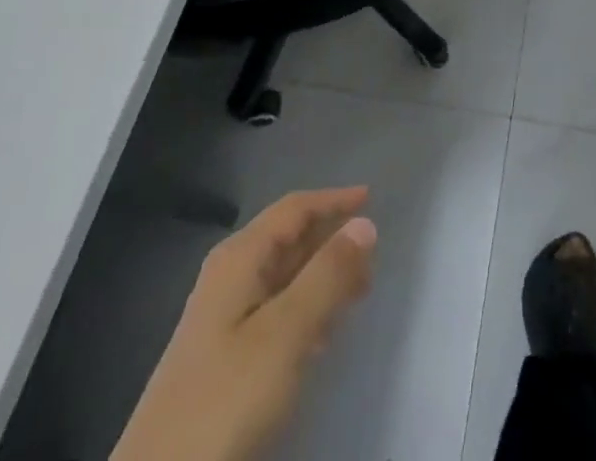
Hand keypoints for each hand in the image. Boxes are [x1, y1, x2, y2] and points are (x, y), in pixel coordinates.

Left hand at [112, 188, 377, 460]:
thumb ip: (327, 275)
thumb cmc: (227, 396)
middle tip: (372, 254)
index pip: (293, 209)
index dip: (333, 200)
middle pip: (288, 240)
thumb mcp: (285, 332)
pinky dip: (305, 310)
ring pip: (283, 278)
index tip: (371, 198)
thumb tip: (364, 224)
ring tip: (359, 290)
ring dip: (321, 276)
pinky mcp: (224, 358)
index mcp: (239, 258)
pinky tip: (323, 335)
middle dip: (330, 240)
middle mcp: (230, 277)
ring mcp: (223, 319)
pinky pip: (275, 313)